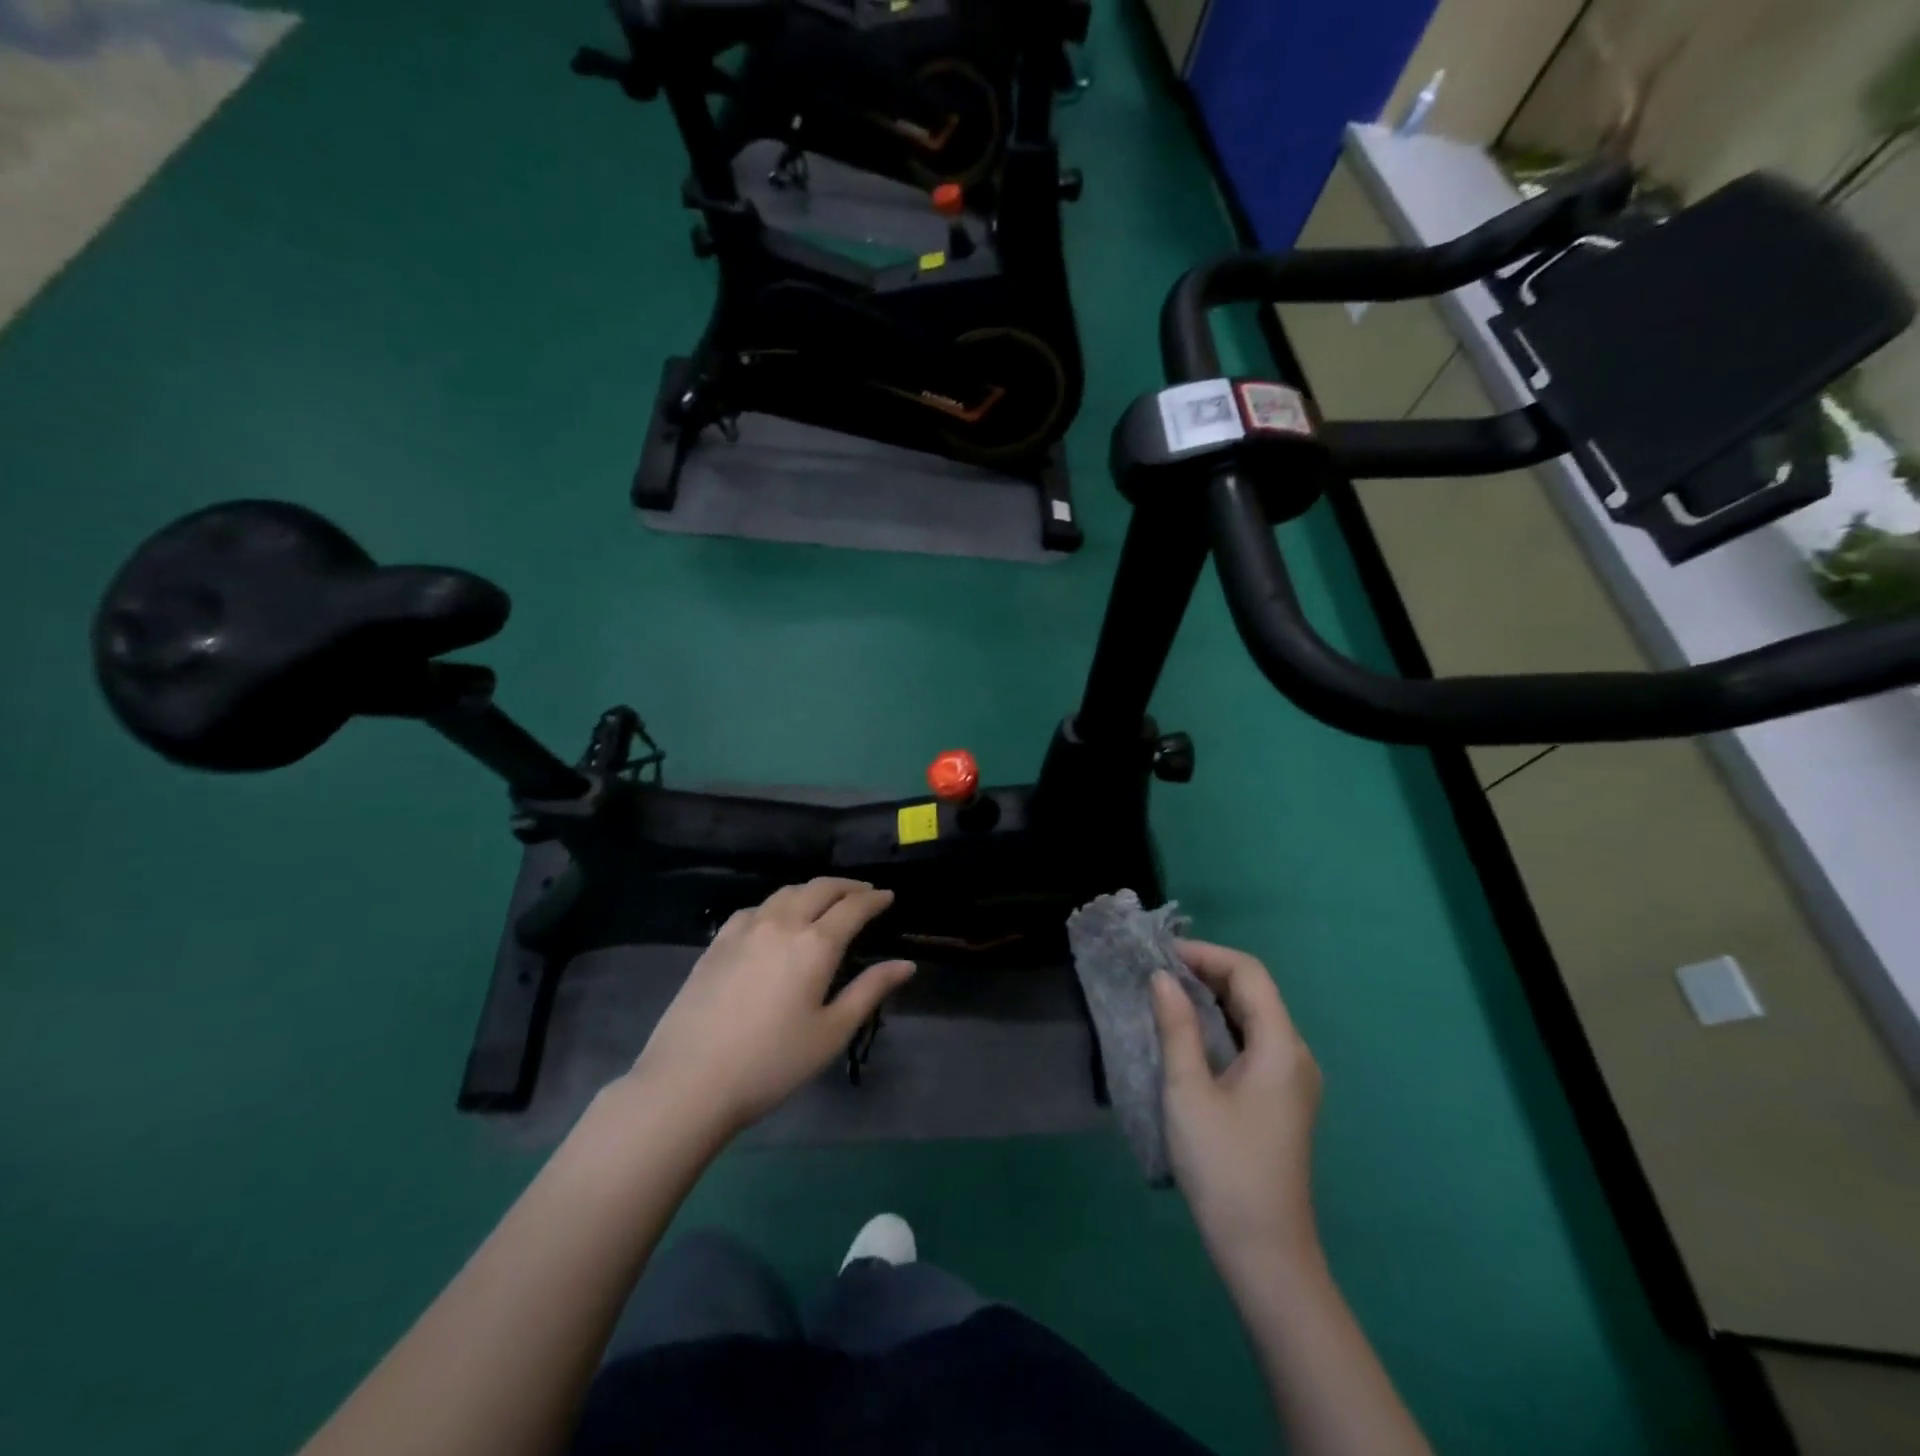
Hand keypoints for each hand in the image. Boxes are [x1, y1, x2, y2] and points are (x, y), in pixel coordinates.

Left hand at [627, 878, 914, 1143]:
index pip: (853, 907)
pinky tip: (776, 918)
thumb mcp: (831, 1033)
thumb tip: (906, 964)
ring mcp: (745, 929)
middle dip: (847, 886)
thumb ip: (869, 991)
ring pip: (786, 892)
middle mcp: (782, 924)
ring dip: (813, 889)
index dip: (874, 898)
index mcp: (815, 945)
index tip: (888, 896)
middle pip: (820, 888)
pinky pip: (756, 908)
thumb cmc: (771, 1063)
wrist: (689, 1081)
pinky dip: (778, 903)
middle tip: (864, 892)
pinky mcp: (718, 942)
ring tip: (826, 899)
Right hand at [1152, 940, 1322, 1269]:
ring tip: (1166, 994)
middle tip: (1157, 971)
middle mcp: (1295, 1054)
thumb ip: (1176, 1027)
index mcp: (1280, 1046)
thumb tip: (1161, 977)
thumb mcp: (1188, 1090)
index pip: (1249, 973)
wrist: (1264, 1252)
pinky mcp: (1281, 1098)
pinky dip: (1221, 1025)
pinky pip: (1253, 1042)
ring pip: (1253, 1016)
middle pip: (1254, 991)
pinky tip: (1189, 1033)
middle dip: (1207, 972)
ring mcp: (1292, 1078)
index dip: (1206, 954)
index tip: (1162, 954)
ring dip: (1212, 997)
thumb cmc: (1223, 1166)